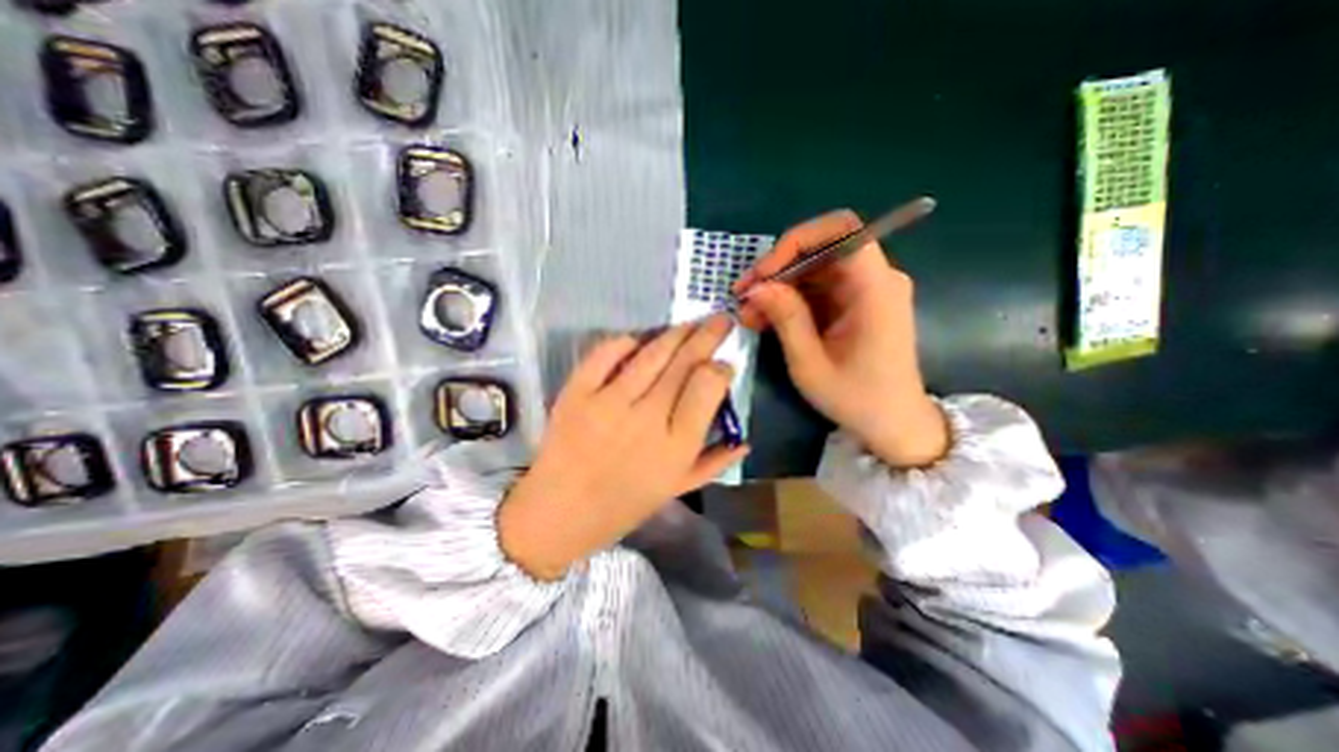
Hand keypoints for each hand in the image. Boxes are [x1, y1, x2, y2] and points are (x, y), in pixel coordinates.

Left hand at [497, 314, 749, 576]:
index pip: (708, 387)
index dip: (721, 368)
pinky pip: (606, 353)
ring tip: (690, 323)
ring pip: (652, 353)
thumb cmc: (622, 506)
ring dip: (676, 332)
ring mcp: (608, 403)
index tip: (724, 364)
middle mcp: (647, 419)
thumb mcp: (675, 491)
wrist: (558, 513)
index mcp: (675, 447)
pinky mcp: (577, 393)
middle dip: (708, 335)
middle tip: (720, 320)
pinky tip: (639, 340)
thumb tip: (744, 441)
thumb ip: (713, 464)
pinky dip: (626, 341)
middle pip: (684, 363)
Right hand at [732, 211, 952, 465]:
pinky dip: (790, 300)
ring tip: (748, 314)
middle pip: (822, 249)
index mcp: (875, 289)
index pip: (842, 231)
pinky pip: (817, 289)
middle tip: (744, 295)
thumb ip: (785, 319)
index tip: (764, 273)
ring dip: (778, 287)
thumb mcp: (811, 363)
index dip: (797, 241)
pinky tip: (765, 319)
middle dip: (778, 268)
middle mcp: (875, 280)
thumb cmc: (856, 398)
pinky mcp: (855, 304)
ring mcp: (865, 291)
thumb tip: (756, 287)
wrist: (893, 422)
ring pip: (814, 270)